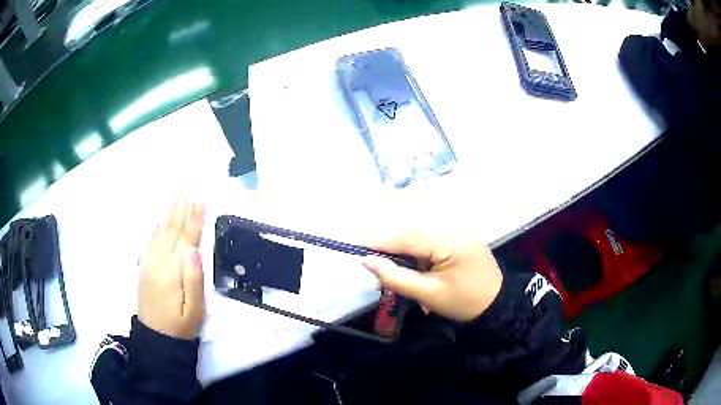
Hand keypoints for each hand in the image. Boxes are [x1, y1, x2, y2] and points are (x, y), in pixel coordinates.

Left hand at [138, 194, 205, 339]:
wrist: (155, 338)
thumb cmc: (180, 325)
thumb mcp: (194, 309)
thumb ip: (194, 279)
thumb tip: (194, 249)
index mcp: (173, 271)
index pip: (186, 239)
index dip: (194, 219)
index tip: (201, 199)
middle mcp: (159, 262)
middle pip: (171, 230)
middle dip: (180, 207)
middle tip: (187, 187)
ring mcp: (149, 263)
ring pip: (160, 232)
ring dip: (169, 213)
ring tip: (177, 196)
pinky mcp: (144, 268)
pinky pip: (150, 242)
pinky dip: (156, 228)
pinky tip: (160, 221)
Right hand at [363, 231, 502, 321]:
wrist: (496, 306)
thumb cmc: (463, 303)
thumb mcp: (428, 294)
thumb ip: (396, 277)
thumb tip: (367, 261)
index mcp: (451, 240)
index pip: (407, 237)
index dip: (380, 241)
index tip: (356, 246)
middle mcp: (455, 227)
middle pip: (412, 231)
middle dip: (389, 245)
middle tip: (370, 259)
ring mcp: (459, 229)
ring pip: (420, 233)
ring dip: (402, 247)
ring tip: (386, 262)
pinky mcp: (459, 236)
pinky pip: (430, 237)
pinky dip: (415, 248)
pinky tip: (409, 261)